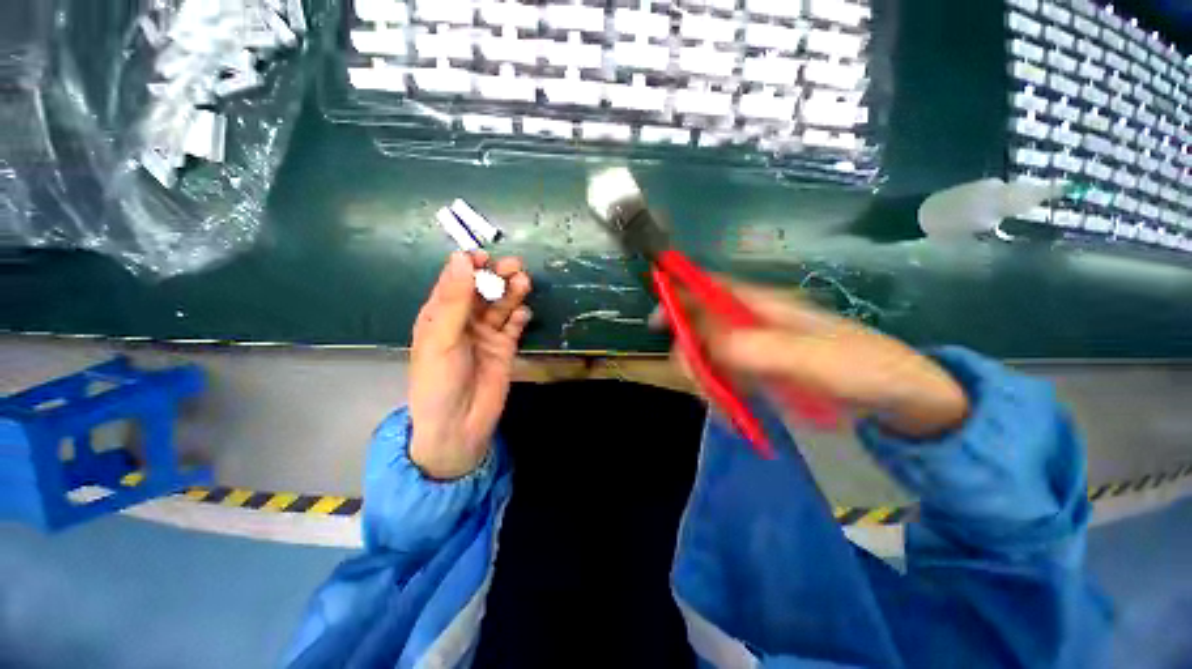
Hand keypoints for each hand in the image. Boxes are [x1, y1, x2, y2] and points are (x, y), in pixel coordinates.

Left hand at [409, 252, 532, 478]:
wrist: (459, 425)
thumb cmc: (439, 380)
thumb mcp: (441, 337)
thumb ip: (454, 298)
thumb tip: (461, 257)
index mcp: (440, 315)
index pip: (455, 281)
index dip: (470, 266)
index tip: (486, 257)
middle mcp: (464, 321)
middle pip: (483, 291)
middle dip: (498, 277)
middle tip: (516, 267)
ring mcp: (486, 334)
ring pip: (501, 306)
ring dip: (512, 293)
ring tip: (524, 283)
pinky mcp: (505, 348)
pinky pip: (514, 327)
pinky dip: (520, 318)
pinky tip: (523, 315)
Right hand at [674, 281, 968, 438]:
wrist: (900, 401)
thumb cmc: (865, 369)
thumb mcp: (816, 359)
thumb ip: (762, 349)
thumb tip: (709, 343)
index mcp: (764, 307)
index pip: (711, 289)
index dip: (679, 295)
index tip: (656, 322)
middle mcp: (752, 324)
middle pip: (700, 328)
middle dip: (692, 357)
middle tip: (704, 388)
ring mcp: (754, 350)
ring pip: (709, 358)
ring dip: (709, 385)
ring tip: (731, 413)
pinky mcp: (759, 373)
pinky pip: (725, 381)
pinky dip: (723, 399)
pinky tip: (737, 417)